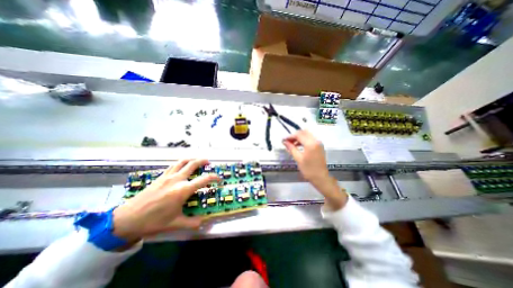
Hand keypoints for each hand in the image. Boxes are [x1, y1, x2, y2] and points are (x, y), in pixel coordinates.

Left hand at [113, 160, 219, 242]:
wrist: (127, 219)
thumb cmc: (153, 221)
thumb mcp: (175, 224)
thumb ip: (192, 223)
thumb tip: (204, 223)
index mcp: (183, 190)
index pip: (204, 179)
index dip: (214, 178)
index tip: (219, 179)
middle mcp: (177, 179)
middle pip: (193, 164)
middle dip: (203, 161)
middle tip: (209, 163)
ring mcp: (167, 176)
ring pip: (182, 162)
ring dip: (192, 159)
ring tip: (197, 161)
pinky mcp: (160, 177)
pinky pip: (173, 165)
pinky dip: (181, 163)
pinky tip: (182, 167)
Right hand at [280, 132, 348, 209]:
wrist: (321, 177)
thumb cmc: (308, 170)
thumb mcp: (298, 159)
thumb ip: (291, 148)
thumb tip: (284, 142)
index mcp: (310, 144)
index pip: (299, 134)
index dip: (290, 136)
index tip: (283, 140)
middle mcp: (316, 140)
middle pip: (303, 132)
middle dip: (295, 135)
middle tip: (288, 141)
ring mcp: (319, 143)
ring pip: (307, 134)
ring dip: (299, 137)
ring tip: (291, 144)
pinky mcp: (319, 146)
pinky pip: (310, 138)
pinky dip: (303, 140)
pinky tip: (298, 146)